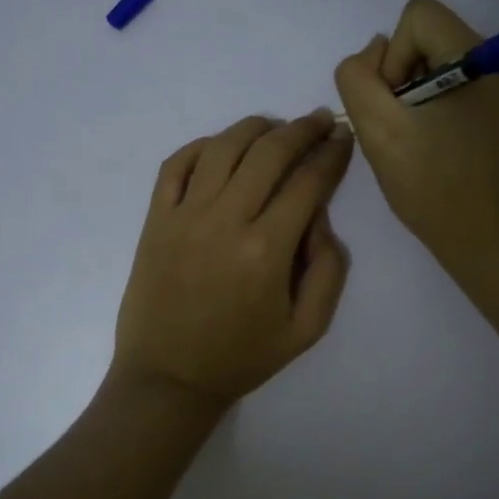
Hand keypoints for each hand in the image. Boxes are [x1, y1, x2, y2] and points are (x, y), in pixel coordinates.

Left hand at [111, 110, 353, 413]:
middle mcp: (224, 220)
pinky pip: (176, 165)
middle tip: (318, 121)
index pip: (307, 182)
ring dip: (255, 128)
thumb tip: (320, 218)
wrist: (168, 377)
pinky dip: (201, 146)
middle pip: (269, 152)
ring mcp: (184, 215)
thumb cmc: (241, 357)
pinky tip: (222, 147)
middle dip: (301, 130)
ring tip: (275, 128)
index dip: (331, 154)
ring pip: (223, 147)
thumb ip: (329, 270)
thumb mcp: (307, 329)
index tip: (342, 139)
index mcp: (266, 250)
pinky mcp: (155, 219)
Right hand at [334, 0, 498, 278]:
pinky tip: (444, 141)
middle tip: (407, 128)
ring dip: (423, 91)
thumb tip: (376, 52)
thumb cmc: (433, 190)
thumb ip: (358, 78)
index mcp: (487, 57)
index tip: (397, 107)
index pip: (419, 16)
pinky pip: (467, 82)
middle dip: (408, 76)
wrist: (489, 244)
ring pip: (447, 59)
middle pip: (434, 36)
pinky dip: (445, 103)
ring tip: (425, 138)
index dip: (394, 59)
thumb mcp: (378, 132)